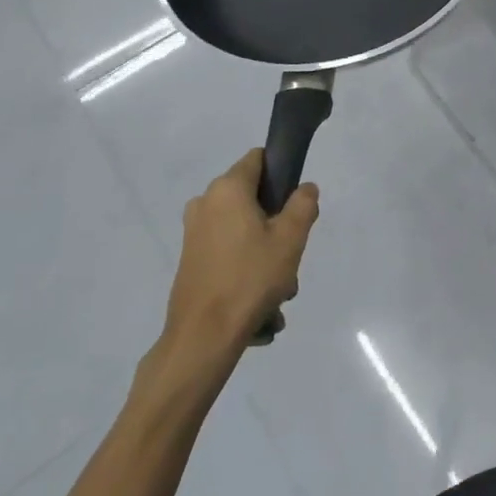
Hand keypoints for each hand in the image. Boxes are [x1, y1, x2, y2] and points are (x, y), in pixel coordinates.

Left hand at [161, 149, 319, 362]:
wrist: (204, 336)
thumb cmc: (251, 278)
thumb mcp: (291, 239)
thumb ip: (303, 205)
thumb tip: (305, 188)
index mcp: (227, 189)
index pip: (259, 159)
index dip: (282, 172)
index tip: (297, 203)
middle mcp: (205, 203)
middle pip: (253, 198)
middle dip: (276, 223)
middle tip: (291, 253)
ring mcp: (194, 232)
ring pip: (243, 230)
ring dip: (264, 252)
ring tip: (278, 289)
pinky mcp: (190, 260)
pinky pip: (228, 253)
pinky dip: (246, 270)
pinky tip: (260, 304)